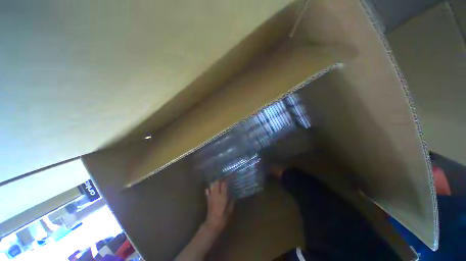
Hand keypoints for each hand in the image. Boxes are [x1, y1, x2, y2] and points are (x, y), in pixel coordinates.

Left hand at [205, 180, 233, 231]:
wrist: (212, 224)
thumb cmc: (223, 218)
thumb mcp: (230, 210)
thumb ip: (232, 201)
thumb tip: (234, 195)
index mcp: (223, 197)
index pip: (224, 184)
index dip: (226, 179)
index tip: (229, 178)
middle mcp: (216, 194)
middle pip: (217, 182)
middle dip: (220, 179)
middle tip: (224, 179)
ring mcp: (211, 196)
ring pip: (211, 184)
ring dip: (215, 182)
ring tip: (219, 183)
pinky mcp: (207, 198)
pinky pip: (207, 190)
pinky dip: (210, 188)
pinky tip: (213, 189)